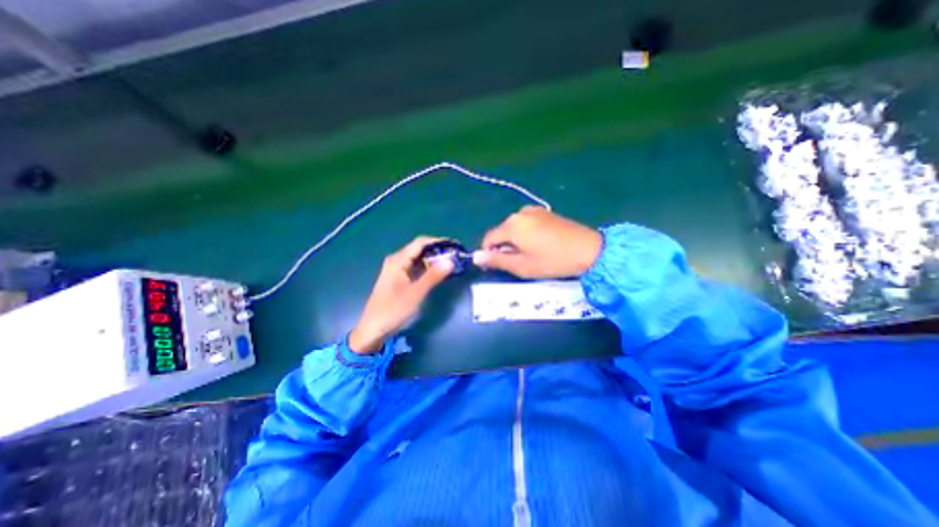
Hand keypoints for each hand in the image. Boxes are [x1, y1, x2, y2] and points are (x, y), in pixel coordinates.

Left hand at [350, 236, 456, 353]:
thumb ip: (433, 276)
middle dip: (438, 251)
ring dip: (435, 260)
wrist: (373, 329)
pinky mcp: (400, 279)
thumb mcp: (415, 293)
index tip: (455, 245)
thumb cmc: (392, 310)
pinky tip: (439, 273)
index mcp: (398, 260)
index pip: (421, 243)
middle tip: (457, 256)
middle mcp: (397, 261)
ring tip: (452, 263)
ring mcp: (398, 270)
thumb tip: (450, 261)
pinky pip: (417, 268)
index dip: (438, 241)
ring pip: (419, 259)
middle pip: (420, 249)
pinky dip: (429, 269)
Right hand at [477, 205, 601, 279]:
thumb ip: (496, 260)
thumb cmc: (552, 261)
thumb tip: (475, 257)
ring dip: (515, 241)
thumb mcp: (522, 266)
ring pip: (513, 228)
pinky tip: (540, 244)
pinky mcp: (544, 212)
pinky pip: (525, 224)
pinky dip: (525, 234)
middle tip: (519, 263)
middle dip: (504, 247)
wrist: (589, 249)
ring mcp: (533, 210)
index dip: (488, 254)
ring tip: (531, 254)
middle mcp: (519, 213)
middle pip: (501, 232)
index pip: (488, 239)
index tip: (497, 266)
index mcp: (511, 225)